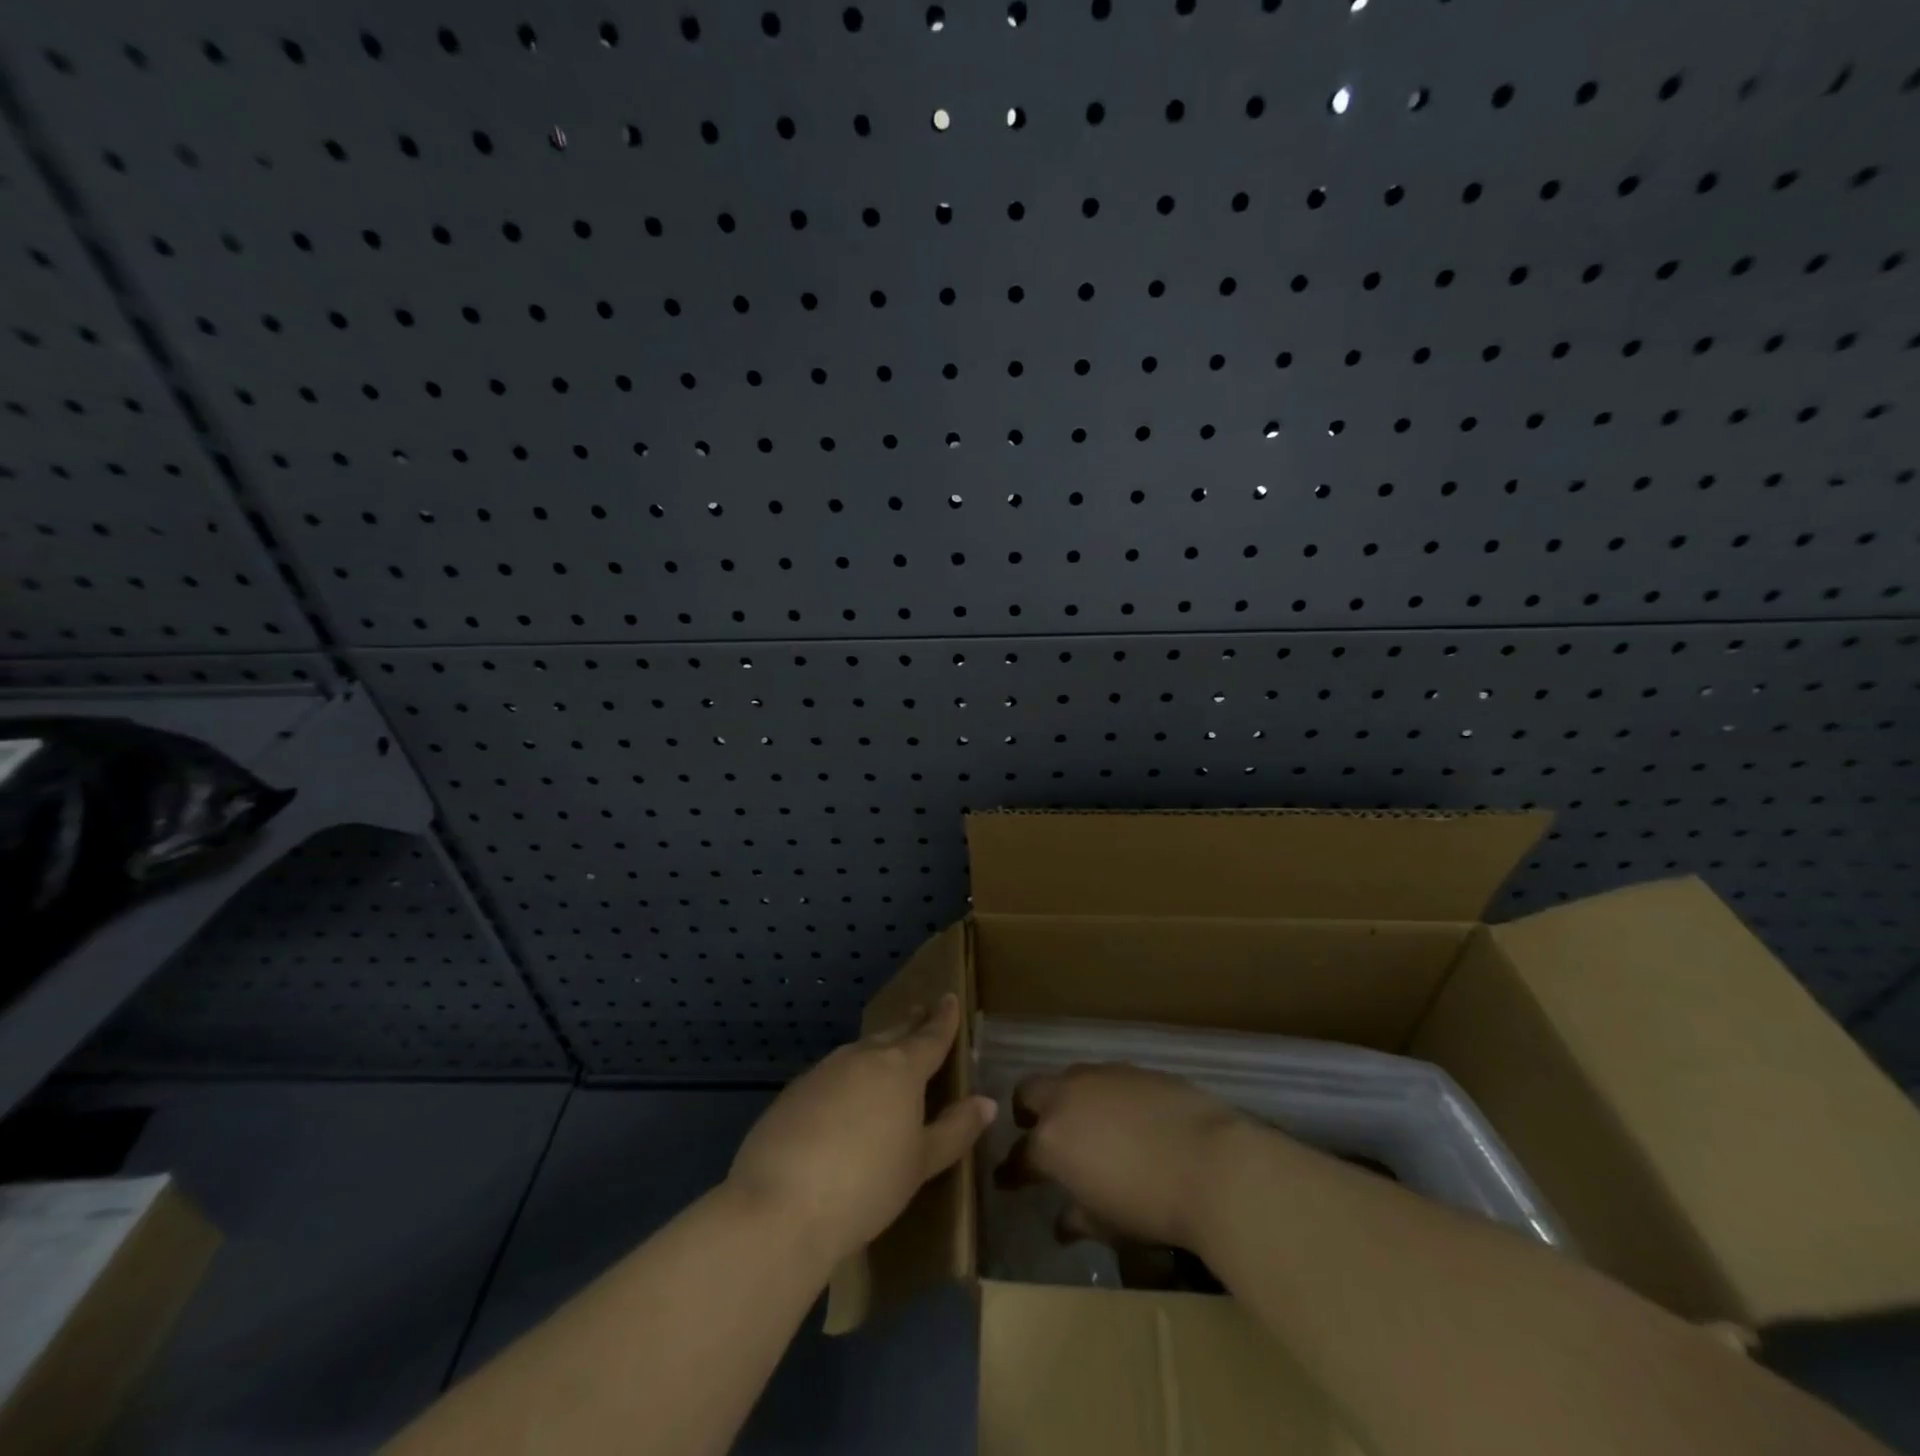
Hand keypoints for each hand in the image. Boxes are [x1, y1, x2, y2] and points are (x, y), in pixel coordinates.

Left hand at [728, 993, 996, 1268]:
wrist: (782, 1205)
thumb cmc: (867, 1185)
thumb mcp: (920, 1163)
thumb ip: (954, 1130)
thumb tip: (985, 1102)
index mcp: (901, 1069)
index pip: (930, 1036)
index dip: (943, 1019)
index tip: (949, 998)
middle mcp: (863, 1058)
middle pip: (893, 1034)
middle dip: (910, 1024)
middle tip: (921, 1014)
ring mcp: (824, 1071)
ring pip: (859, 1050)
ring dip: (877, 1047)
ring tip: (886, 1051)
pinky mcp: (793, 1092)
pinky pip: (831, 1073)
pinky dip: (846, 1075)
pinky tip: (843, 1095)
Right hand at [1000, 1063, 1245, 1250]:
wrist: (1212, 1164)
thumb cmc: (1151, 1206)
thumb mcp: (1108, 1225)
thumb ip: (1078, 1219)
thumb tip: (1063, 1222)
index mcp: (1052, 1140)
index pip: (1019, 1156)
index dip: (1011, 1171)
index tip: (1007, 1180)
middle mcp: (1068, 1097)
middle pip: (1029, 1092)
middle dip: (1026, 1111)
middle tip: (1037, 1133)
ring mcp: (1102, 1076)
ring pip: (1069, 1078)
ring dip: (1068, 1099)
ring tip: (1085, 1124)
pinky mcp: (1135, 1068)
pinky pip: (1106, 1079)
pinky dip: (1104, 1096)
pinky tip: (1125, 1117)